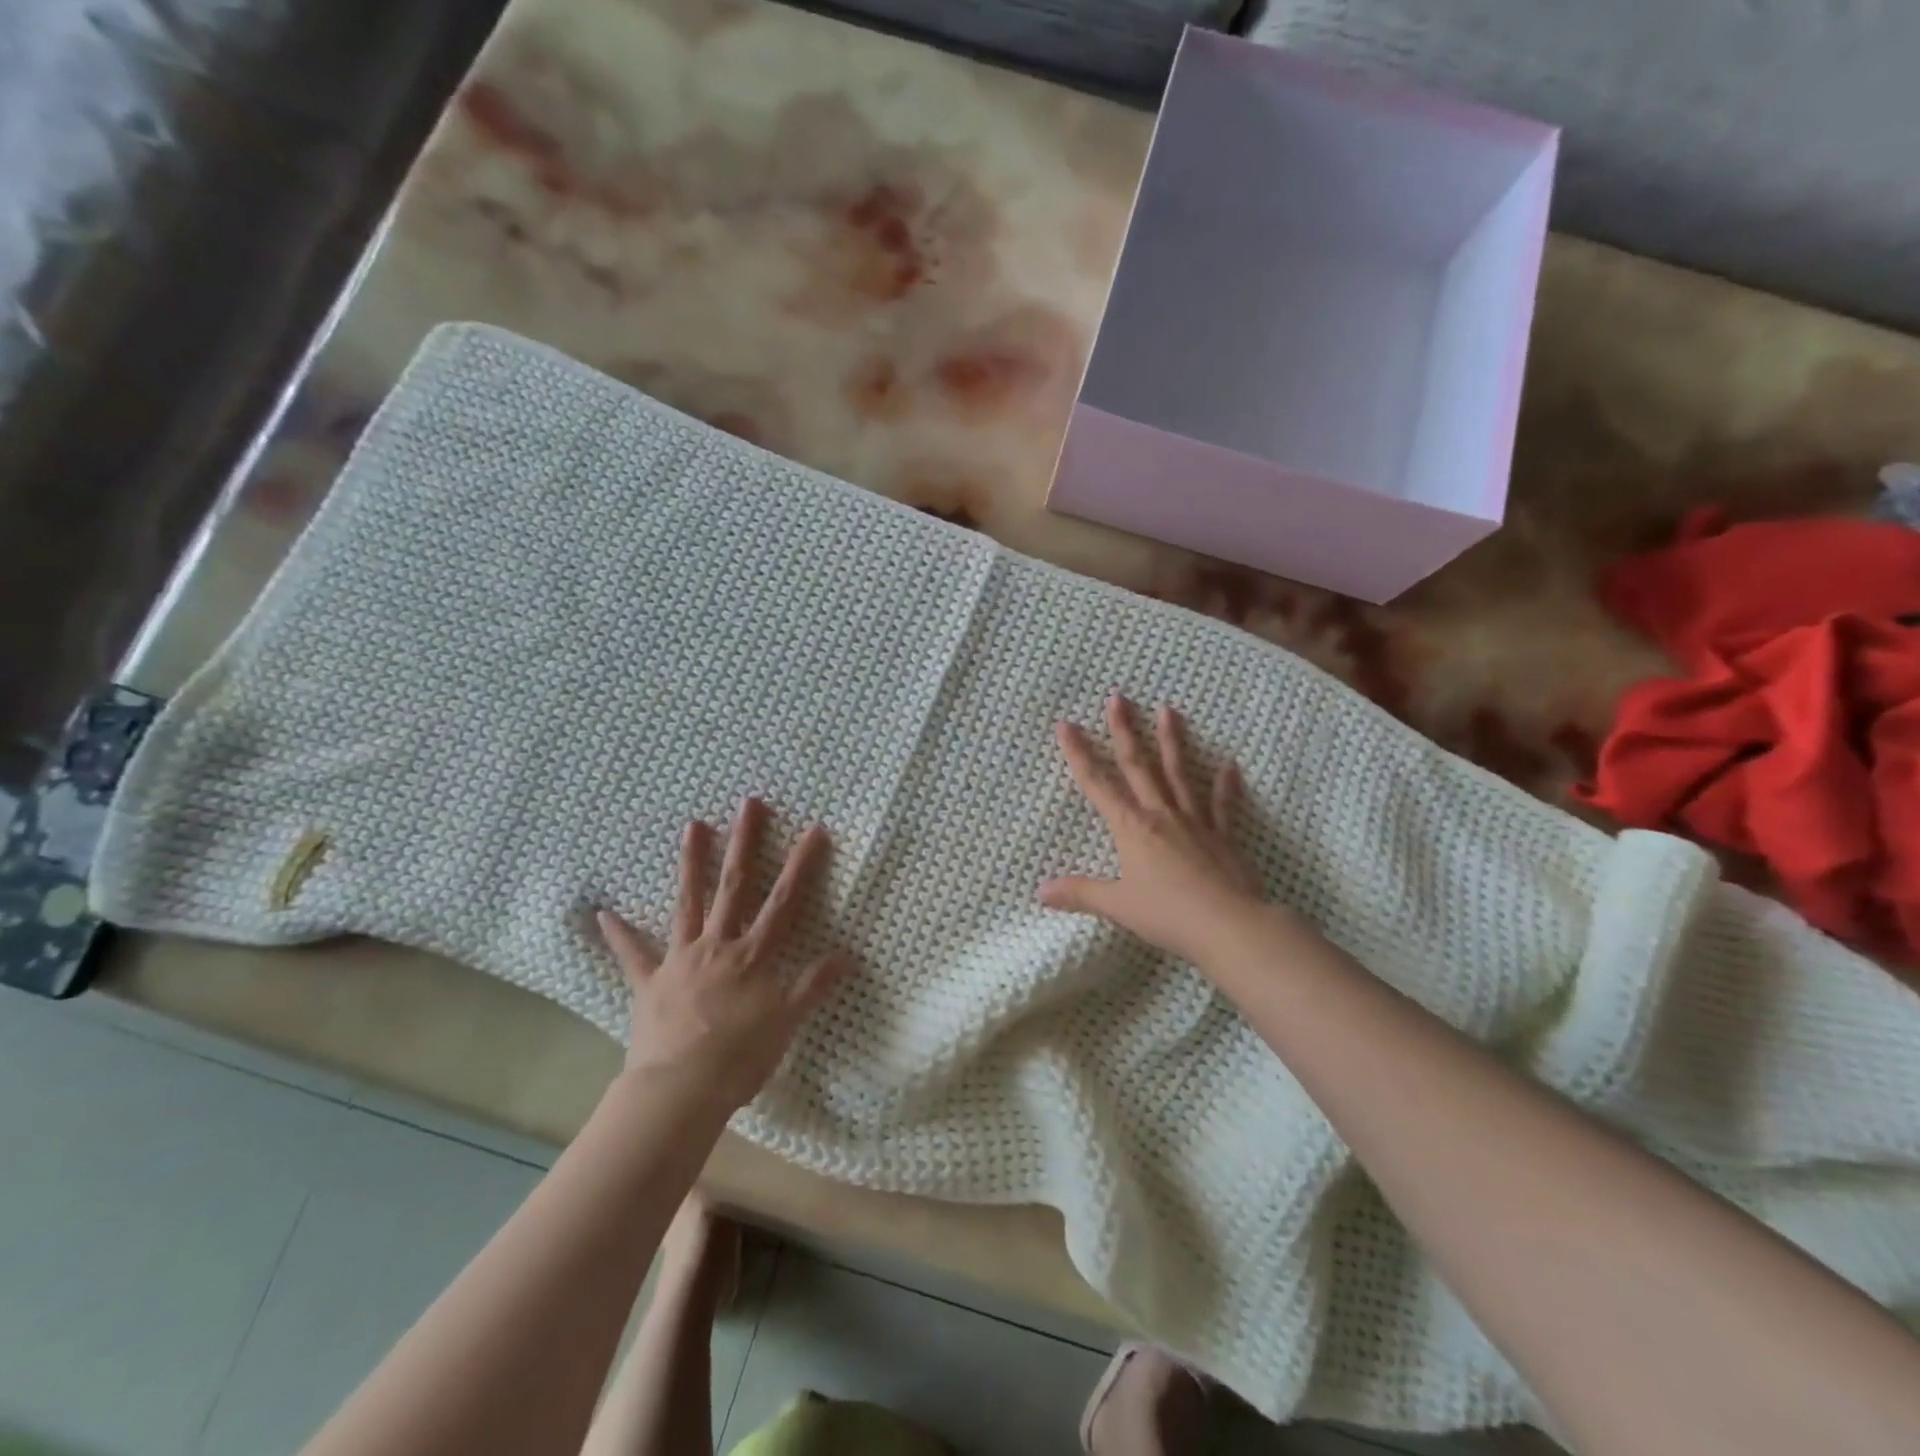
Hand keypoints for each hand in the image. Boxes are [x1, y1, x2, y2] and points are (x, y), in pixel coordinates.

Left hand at [598, 799, 852, 1112]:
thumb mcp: (788, 1022)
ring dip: (692, 863)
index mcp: (753, 954)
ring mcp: (681, 960)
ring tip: (692, 825)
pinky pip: (633, 955)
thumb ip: (815, 984)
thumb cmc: (740, 1056)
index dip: (801, 864)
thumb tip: (847, 954)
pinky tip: (604, 914)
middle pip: (735, 886)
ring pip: (688, 902)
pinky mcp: (651, 983)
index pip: (785, 900)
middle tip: (748, 804)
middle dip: (745, 843)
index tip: (813, 829)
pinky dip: (619, 935)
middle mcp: (718, 945)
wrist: (680, 1090)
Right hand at [1040, 697, 1267, 965]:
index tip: (1067, 725)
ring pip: (1179, 773)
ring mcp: (1194, 821)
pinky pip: (1222, 805)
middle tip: (1118, 698)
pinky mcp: (1222, 836)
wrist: (1228, 925)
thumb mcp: (1117, 905)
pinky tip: (1229, 765)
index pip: (1097, 784)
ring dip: (1172, 741)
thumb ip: (1079, 893)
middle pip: (1138, 766)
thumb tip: (1041, 890)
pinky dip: (1225, 785)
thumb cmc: (1167, 914)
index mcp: (1131, 827)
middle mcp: (1160, 814)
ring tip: (1169, 710)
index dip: (1079, 754)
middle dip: (1124, 731)